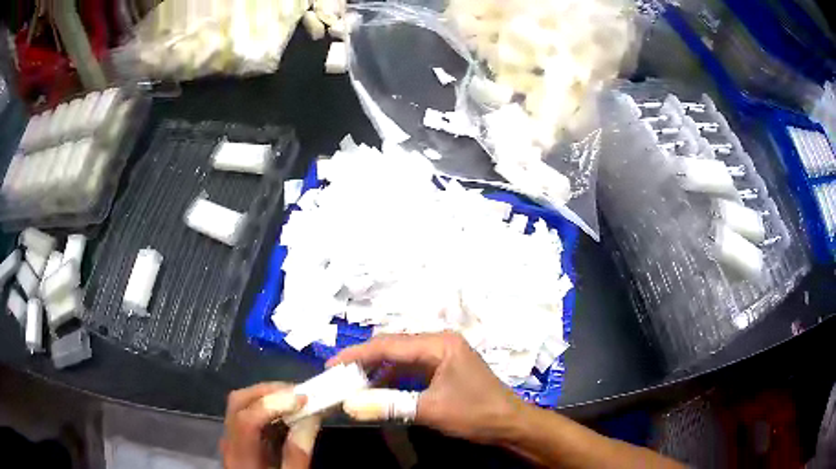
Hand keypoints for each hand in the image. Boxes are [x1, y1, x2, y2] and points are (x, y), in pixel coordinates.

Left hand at [221, 383, 321, 468]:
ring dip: (268, 396)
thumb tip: (310, 419)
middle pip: (238, 403)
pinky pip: (249, 416)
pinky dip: (268, 408)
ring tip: (296, 399)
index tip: (303, 399)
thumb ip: (298, 455)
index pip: (247, 419)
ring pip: (241, 405)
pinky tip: (287, 414)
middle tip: (299, 392)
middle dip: (268, 391)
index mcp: (241, 457)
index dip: (273, 403)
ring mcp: (232, 440)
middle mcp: (230, 442)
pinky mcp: (239, 442)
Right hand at [328, 332, 524, 444]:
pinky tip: (378, 390)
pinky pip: (411, 369)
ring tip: (353, 384)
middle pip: (394, 347)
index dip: (357, 354)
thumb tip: (349, 404)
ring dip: (378, 371)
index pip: (389, 344)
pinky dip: (393, 379)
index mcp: (439, 344)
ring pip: (401, 358)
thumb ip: (389, 405)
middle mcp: (439, 343)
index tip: (332, 366)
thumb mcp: (430, 410)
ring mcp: (442, 356)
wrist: (511, 424)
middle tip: (338, 376)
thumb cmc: (476, 413)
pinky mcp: (443, 369)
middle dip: (365, 361)